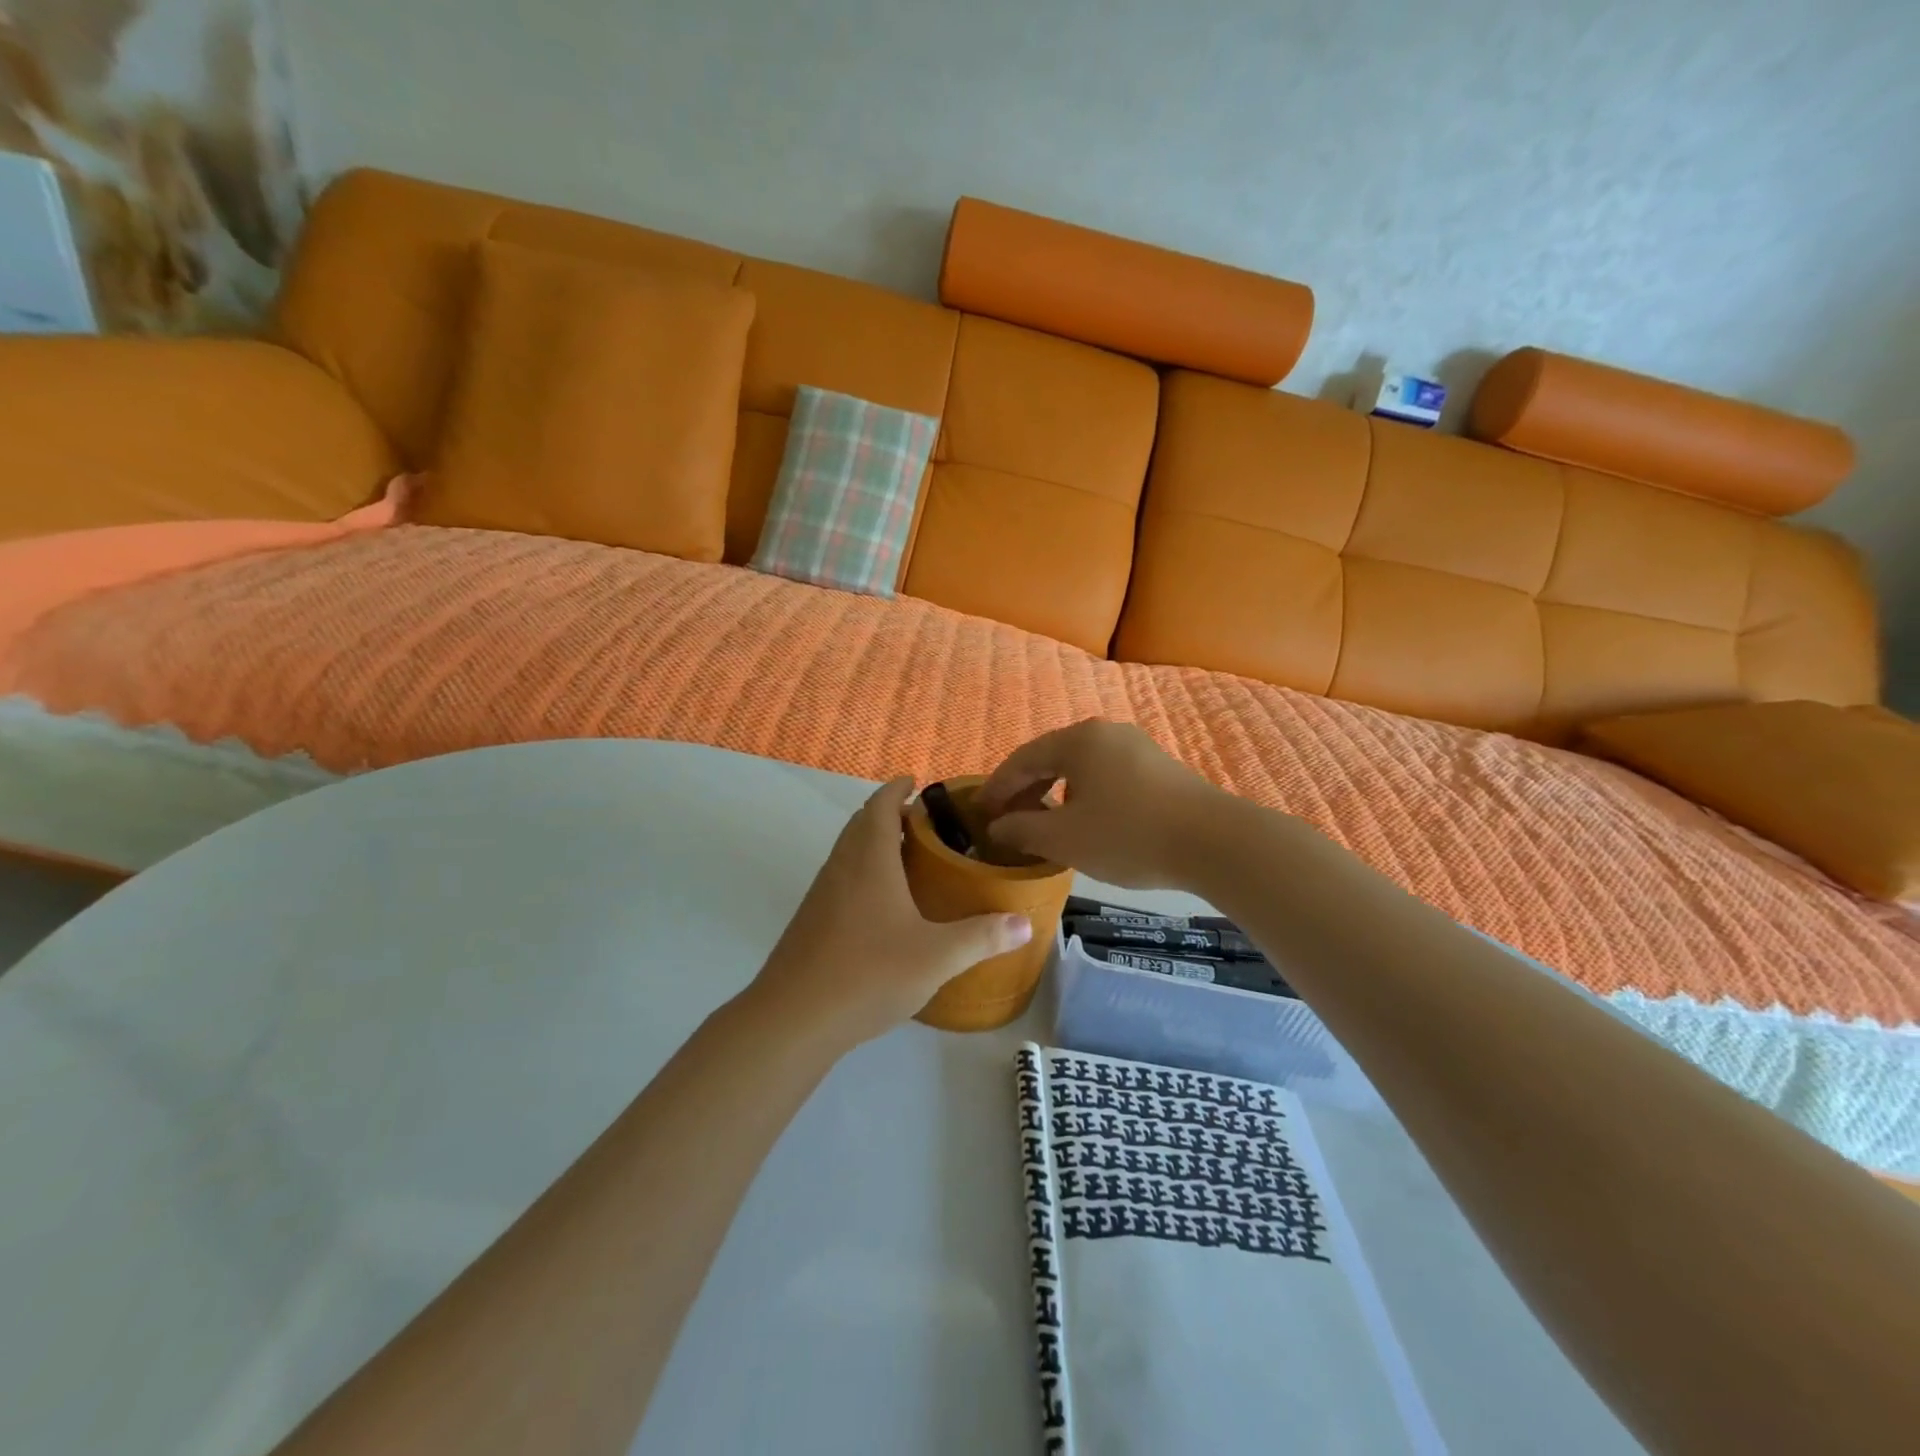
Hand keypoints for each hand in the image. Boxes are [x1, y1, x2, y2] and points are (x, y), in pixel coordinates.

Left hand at [746, 778, 1033, 1047]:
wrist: (793, 1018)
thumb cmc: (868, 974)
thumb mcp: (937, 957)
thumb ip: (982, 937)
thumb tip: (1025, 923)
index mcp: (870, 860)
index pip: (880, 806)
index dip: (896, 789)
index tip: (915, 781)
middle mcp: (842, 867)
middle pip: (861, 823)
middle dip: (888, 812)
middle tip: (924, 821)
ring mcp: (822, 894)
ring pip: (849, 851)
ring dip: (874, 842)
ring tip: (910, 857)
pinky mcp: (812, 920)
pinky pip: (841, 877)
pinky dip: (863, 871)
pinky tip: (883, 904)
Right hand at [977, 720, 1227, 888]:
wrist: (1214, 843)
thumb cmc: (1128, 835)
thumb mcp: (1064, 838)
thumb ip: (1022, 829)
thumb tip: (997, 826)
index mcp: (1078, 740)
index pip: (1022, 759)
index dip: (997, 787)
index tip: (978, 812)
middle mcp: (1105, 733)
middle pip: (1052, 758)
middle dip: (1025, 790)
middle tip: (1007, 820)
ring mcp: (1136, 748)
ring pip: (1081, 768)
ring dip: (1055, 794)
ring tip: (1043, 824)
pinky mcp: (1159, 768)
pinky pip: (1106, 776)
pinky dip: (1084, 796)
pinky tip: (1085, 822)